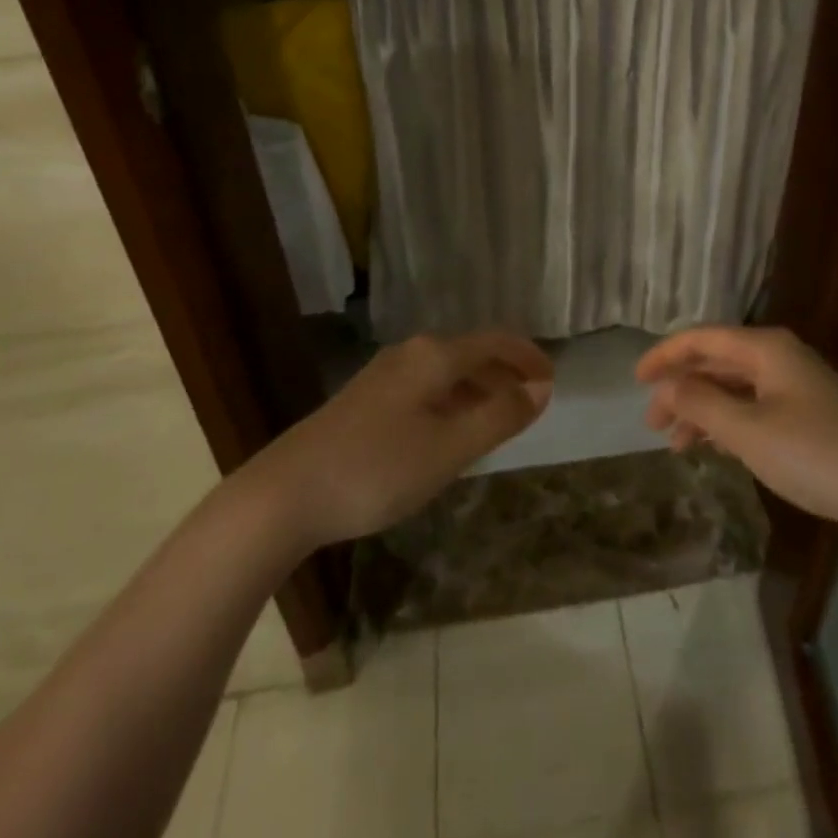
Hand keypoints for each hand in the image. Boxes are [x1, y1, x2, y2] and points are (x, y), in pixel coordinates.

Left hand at [258, 333, 550, 549]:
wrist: (285, 495)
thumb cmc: (377, 470)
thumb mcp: (449, 449)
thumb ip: (499, 416)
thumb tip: (540, 388)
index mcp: (434, 357)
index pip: (494, 342)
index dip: (527, 356)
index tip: (552, 378)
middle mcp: (410, 354)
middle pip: (470, 353)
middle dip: (505, 372)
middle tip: (534, 399)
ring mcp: (383, 375)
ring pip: (446, 372)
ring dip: (479, 388)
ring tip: (501, 416)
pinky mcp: (365, 400)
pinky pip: (425, 388)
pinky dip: (453, 400)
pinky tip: (452, 431)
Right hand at [637, 326, 837, 530]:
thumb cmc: (813, 454)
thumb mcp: (747, 431)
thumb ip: (701, 403)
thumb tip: (668, 386)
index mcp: (765, 348)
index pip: (702, 339)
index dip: (664, 355)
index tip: (635, 380)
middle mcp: (779, 357)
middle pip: (717, 362)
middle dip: (681, 388)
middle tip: (653, 422)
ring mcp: (796, 385)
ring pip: (734, 387)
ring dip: (703, 410)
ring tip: (677, 445)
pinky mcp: (808, 413)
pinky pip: (754, 406)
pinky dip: (728, 423)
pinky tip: (714, 448)